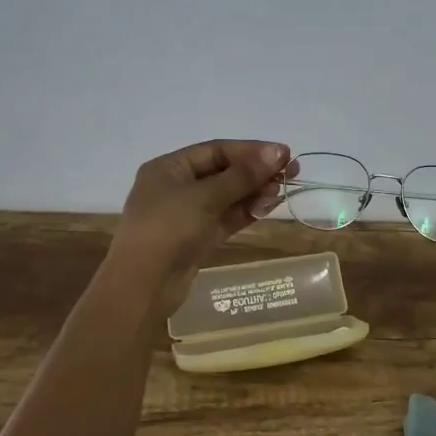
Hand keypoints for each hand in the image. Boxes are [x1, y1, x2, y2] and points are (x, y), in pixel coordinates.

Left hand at [108, 139, 290, 315]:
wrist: (143, 285)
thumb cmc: (168, 228)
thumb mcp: (205, 196)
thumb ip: (242, 175)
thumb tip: (277, 152)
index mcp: (169, 167)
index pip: (216, 150)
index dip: (250, 150)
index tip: (283, 153)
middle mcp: (176, 186)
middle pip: (223, 172)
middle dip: (256, 171)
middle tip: (292, 171)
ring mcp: (186, 215)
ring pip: (227, 197)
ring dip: (254, 192)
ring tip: (282, 190)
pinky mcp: (197, 239)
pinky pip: (225, 218)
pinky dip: (246, 211)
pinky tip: (268, 206)